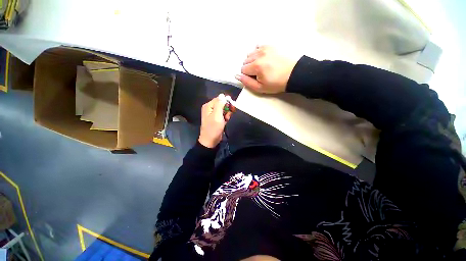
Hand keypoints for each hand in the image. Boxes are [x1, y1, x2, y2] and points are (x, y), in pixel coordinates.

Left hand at [198, 95, 231, 147]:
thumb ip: (220, 104)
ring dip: (227, 113)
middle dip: (227, 108)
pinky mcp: (217, 118)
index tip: (233, 106)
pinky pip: (223, 114)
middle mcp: (211, 108)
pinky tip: (226, 121)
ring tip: (226, 119)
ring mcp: (214, 114)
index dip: (226, 101)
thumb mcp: (217, 115)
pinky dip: (226, 117)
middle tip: (229, 114)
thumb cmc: (213, 128)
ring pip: (224, 109)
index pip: (219, 99)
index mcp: (209, 106)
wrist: (210, 140)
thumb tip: (222, 95)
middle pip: (222, 104)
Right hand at [235, 46, 298, 93]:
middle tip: (259, 73)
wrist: (294, 74)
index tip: (255, 78)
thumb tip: (236, 76)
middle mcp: (259, 54)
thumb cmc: (277, 83)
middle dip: (249, 68)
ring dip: (253, 60)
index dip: (247, 76)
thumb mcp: (260, 88)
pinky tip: (264, 58)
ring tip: (262, 66)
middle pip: (245, 61)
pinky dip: (258, 52)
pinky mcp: (271, 45)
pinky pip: (258, 46)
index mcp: (256, 66)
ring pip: (250, 54)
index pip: (243, 70)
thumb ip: (247, 82)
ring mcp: (265, 48)